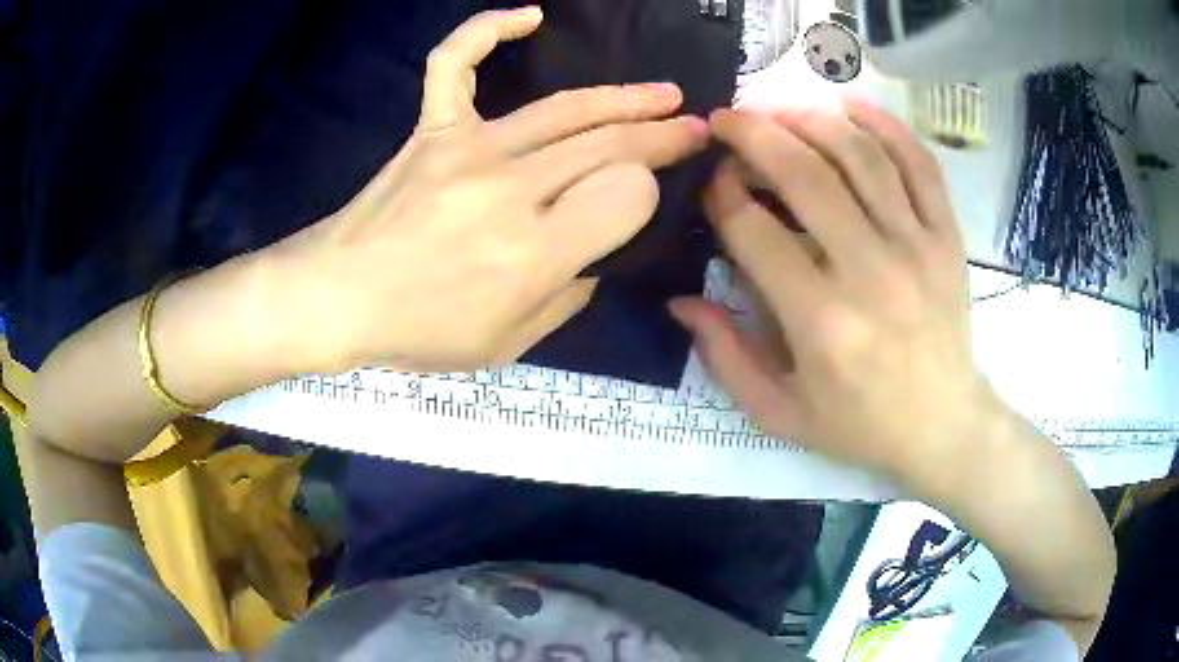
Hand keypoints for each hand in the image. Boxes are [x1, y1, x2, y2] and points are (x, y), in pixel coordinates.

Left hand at [277, 8, 706, 372]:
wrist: (335, 298)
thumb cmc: (418, 331)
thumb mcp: (507, 346)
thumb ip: (566, 299)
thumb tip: (592, 253)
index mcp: (534, 254)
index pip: (627, 196)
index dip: (648, 193)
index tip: (643, 201)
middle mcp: (510, 190)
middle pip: (608, 147)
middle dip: (662, 136)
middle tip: (693, 127)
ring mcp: (467, 148)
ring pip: (564, 109)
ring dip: (623, 99)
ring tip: (664, 94)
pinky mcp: (432, 129)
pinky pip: (455, 64)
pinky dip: (486, 30)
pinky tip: (529, 14)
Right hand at [671, 102, 1000, 487]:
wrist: (943, 426)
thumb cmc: (860, 424)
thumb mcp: (780, 413)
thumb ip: (726, 357)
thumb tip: (680, 301)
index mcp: (820, 320)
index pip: (754, 230)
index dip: (721, 194)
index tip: (710, 182)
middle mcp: (869, 271)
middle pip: (804, 174)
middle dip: (754, 134)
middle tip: (727, 118)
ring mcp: (916, 246)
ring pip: (860, 155)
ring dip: (810, 119)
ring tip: (778, 109)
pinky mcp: (947, 237)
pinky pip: (919, 164)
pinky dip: (885, 125)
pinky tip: (849, 107)